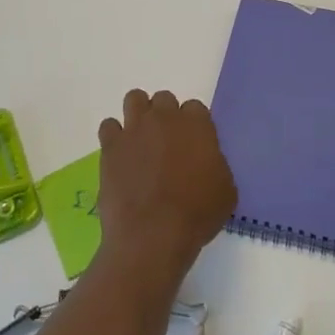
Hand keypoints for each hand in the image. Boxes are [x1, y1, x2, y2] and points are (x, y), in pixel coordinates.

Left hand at [96, 89, 237, 284]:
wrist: (153, 234)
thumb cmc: (196, 214)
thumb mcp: (225, 190)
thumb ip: (215, 164)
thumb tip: (205, 163)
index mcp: (196, 125)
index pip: (195, 107)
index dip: (193, 126)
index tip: (192, 144)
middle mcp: (164, 118)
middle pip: (164, 99)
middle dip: (165, 116)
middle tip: (166, 143)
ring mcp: (134, 129)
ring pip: (134, 99)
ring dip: (139, 115)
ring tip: (140, 140)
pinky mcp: (110, 146)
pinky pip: (109, 126)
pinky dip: (115, 137)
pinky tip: (120, 156)